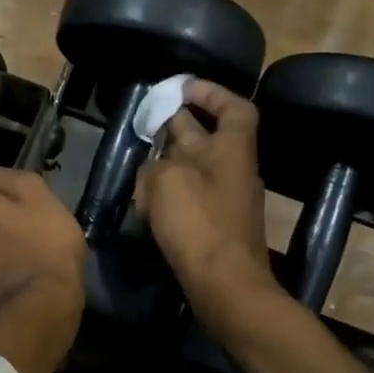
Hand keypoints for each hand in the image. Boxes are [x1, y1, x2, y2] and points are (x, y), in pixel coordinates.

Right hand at [135, 79, 278, 331]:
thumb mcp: (165, 182)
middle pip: (207, 137)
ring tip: (140, 161)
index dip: (211, 92)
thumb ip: (155, 167)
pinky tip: (146, 200)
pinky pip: (190, 198)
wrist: (225, 285)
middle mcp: (233, 171)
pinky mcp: (213, 228)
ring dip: (169, 161)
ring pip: (195, 168)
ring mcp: (225, 201)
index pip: (233, 108)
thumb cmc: (199, 224)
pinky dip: (169, 193)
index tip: (183, 87)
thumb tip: (153, 171)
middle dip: (179, 124)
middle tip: (149, 118)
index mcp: (232, 150)